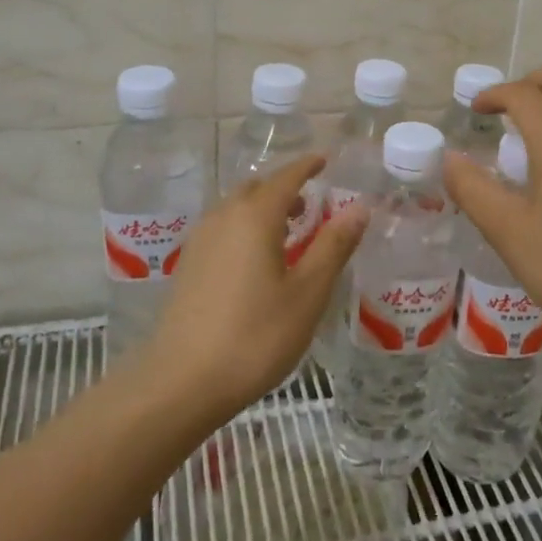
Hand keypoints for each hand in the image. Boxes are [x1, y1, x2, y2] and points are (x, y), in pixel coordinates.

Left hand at [146, 154, 367, 412]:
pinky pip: (223, 228)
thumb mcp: (308, 293)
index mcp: (255, 216)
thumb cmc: (255, 335)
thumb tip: (359, 207)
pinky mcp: (189, 265)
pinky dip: (245, 227)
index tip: (325, 159)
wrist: (182, 381)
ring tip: (289, 232)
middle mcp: (224, 217)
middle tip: (312, 204)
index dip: (308, 166)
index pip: (287, 177)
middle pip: (258, 188)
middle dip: (285, 188)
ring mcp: (201, 240)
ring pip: (236, 208)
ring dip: (264, 208)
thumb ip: (333, 246)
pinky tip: (257, 260)